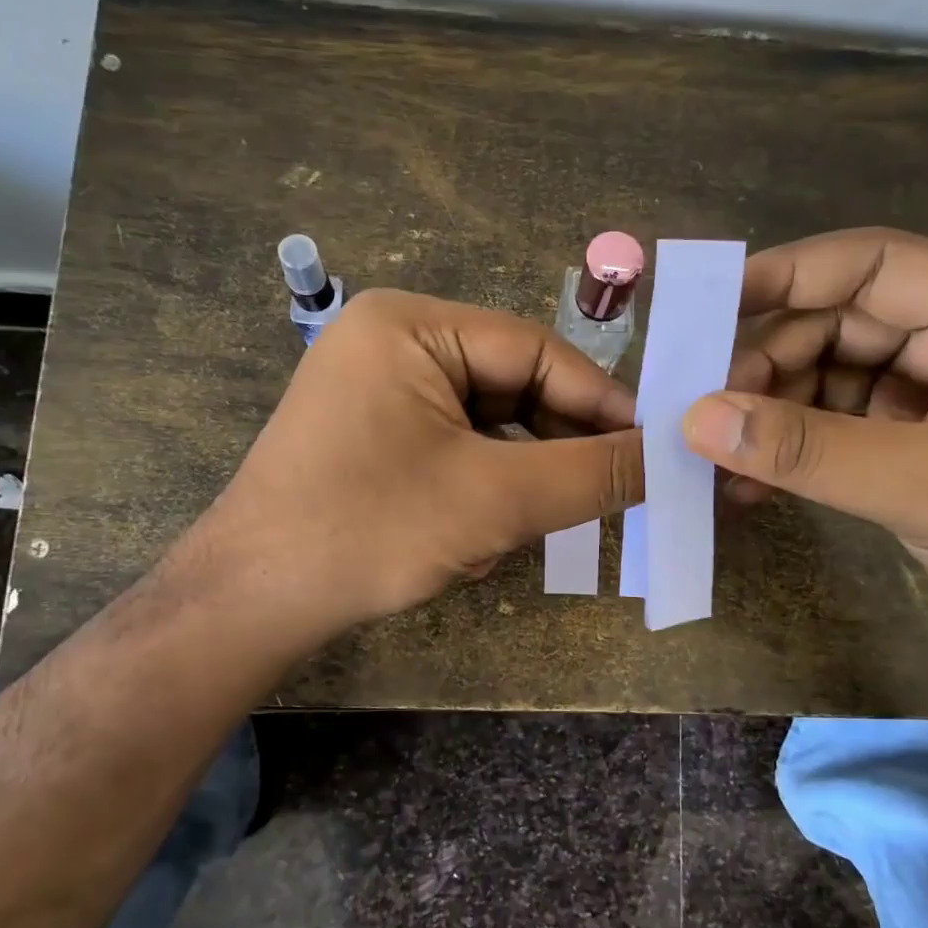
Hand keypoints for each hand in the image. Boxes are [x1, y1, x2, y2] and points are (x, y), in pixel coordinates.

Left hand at [181, 289, 642, 652]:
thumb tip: (674, 455)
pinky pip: (457, 447)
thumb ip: (594, 473)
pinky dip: (488, 485)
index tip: (656, 446)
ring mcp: (380, 391)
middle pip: (513, 385)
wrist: (253, 603)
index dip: (602, 401)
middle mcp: (394, 343)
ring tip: (552, 516)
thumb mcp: (496, 500)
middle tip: (618, 488)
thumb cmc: (370, 531)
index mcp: (412, 325)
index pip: (536, 350)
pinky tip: (496, 527)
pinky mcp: (375, 436)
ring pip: (489, 423)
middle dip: (559, 443)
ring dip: (524, 472)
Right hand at [684, 228, 927, 671]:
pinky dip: (784, 448)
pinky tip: (747, 483)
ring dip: (767, 412)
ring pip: (819, 374)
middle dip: (766, 362)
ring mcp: (923, 393)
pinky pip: (823, 424)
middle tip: (704, 410)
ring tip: (719, 457)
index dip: (786, 273)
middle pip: (833, 321)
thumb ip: (810, 450)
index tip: (707, 306)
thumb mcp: (926, 486)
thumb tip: (698, 419)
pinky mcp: (900, 441)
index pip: (871, 264)